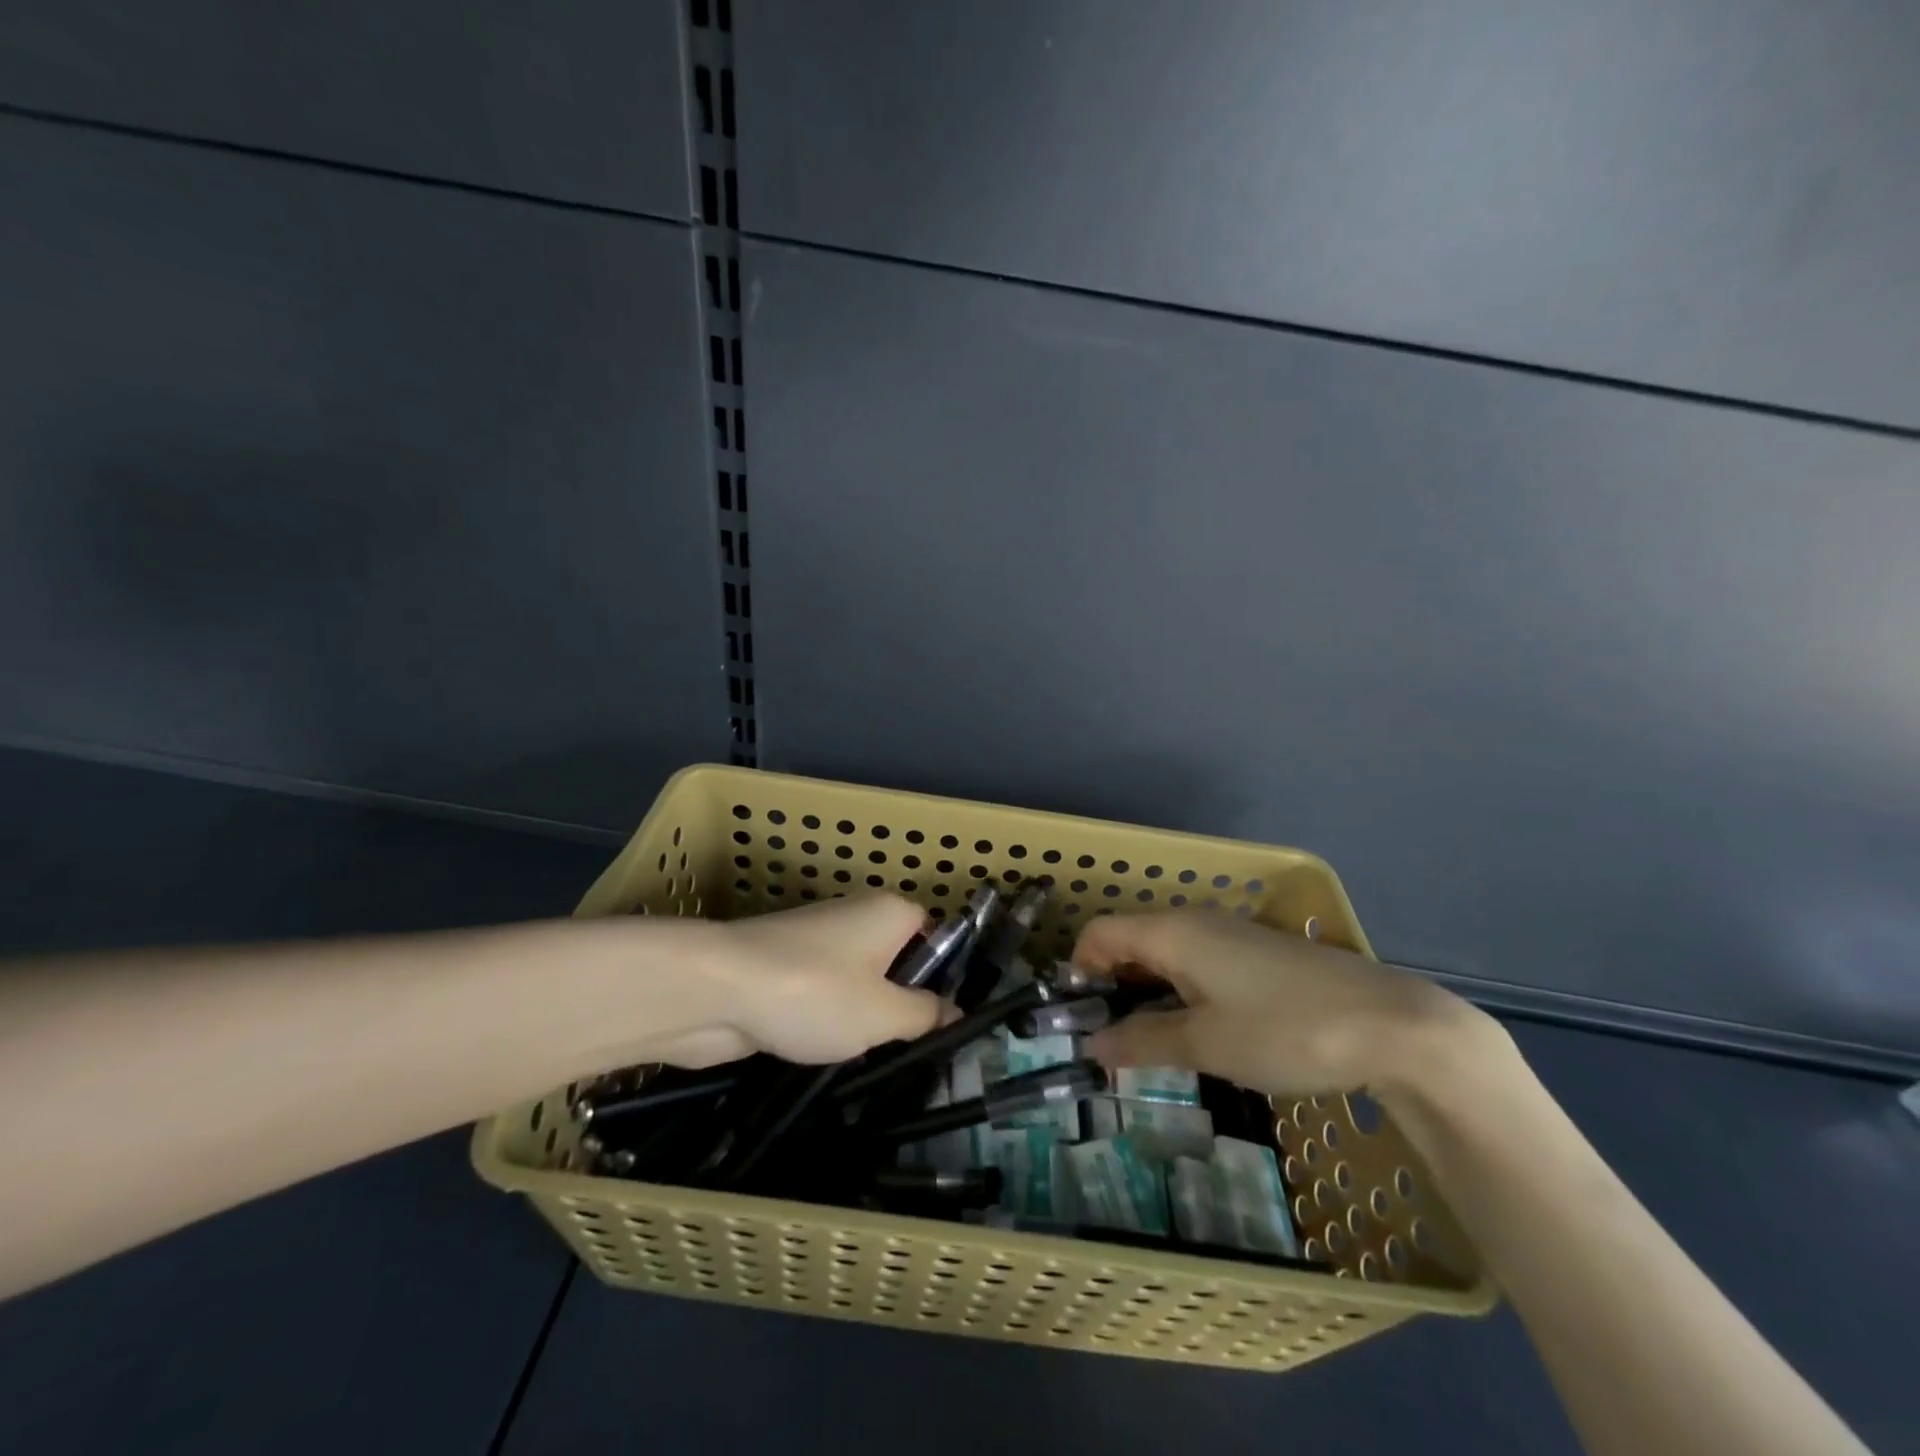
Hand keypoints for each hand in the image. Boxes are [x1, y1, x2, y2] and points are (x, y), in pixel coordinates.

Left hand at [659, 894, 941, 1067]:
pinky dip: (825, 1020)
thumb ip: (926, 1014)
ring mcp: (816, 940)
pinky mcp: (783, 967)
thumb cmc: (816, 993)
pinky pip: (822, 993)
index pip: (934, 934)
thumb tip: (955, 1011)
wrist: (715, 990)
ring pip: (857, 981)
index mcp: (890, 912)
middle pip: (895, 959)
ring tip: (868, 1058)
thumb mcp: (884, 1014)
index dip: (942, 975)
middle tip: (909, 1049)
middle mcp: (856, 916)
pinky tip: (824, 1054)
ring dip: (861, 1017)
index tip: (942, 1022)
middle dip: (900, 1003)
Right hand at [1075, 910, 1495, 1098]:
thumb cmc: (1285, 1030)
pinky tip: (1199, 1030)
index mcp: (1173, 932)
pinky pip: (1198, 961)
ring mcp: (1231, 935)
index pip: (1100, 932)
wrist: (1393, 1026)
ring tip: (1149, 1042)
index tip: (1078, 1020)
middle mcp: (1195, 922)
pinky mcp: (1259, 954)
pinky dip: (1180, 990)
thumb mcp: (1206, 1044)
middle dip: (1110, 984)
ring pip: (1166, 952)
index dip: (1078, 969)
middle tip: (1108, 1039)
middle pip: (1130, 939)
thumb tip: (1091, 1046)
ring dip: (1146, 990)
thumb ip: (1142, 1041)